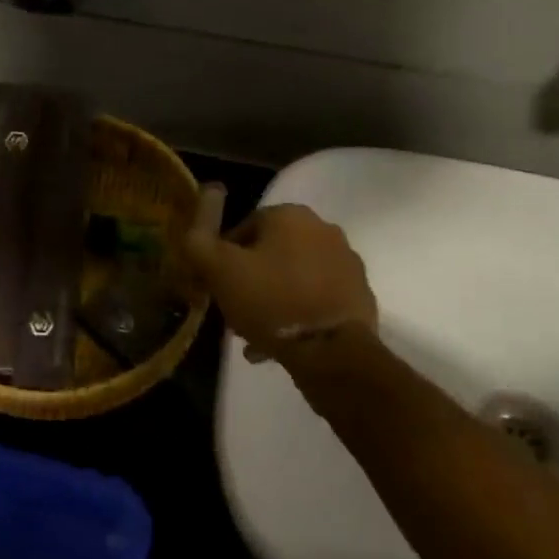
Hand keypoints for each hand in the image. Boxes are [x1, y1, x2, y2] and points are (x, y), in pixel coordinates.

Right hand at [184, 203, 376, 362]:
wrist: (333, 351)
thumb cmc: (271, 302)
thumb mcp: (220, 270)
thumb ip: (200, 239)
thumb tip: (201, 208)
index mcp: (290, 215)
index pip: (244, 228)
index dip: (223, 259)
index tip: (216, 288)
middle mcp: (323, 229)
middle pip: (271, 253)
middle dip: (250, 281)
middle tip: (235, 312)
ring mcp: (346, 261)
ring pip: (293, 278)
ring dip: (272, 300)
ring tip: (255, 336)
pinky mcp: (359, 293)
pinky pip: (317, 298)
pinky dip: (298, 314)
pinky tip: (281, 343)